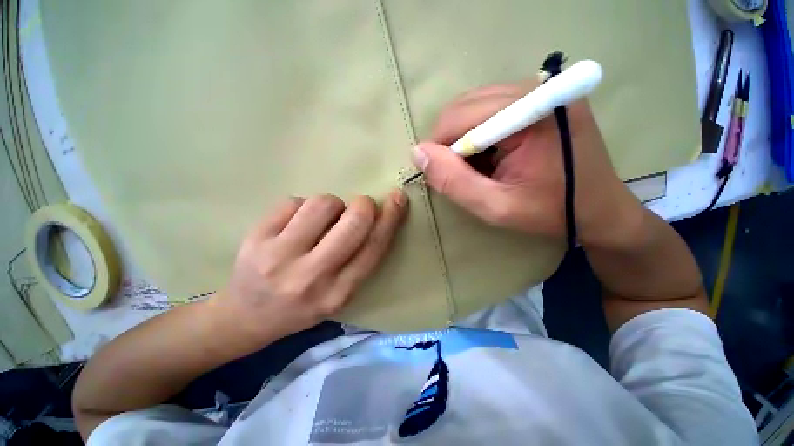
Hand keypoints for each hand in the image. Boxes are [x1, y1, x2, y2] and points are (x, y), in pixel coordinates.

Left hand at [214, 191, 407, 340]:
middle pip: (353, 222)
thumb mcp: (339, 295)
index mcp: (338, 293)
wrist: (245, 318)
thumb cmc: (301, 306)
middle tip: (361, 206)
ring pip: (323, 204)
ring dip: (332, 204)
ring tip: (323, 218)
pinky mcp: (256, 238)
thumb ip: (359, 260)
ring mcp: (279, 256)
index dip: (390, 218)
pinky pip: (294, 201)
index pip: (373, 247)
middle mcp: (312, 276)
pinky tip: (296, 222)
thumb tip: (375, 216)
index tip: (398, 198)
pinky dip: (303, 206)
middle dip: (363, 205)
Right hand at [412, 80, 641, 245]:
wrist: (599, 210)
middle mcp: (535, 88)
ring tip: (480, 168)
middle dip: (451, 143)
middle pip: (464, 107)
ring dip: (464, 140)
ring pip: (472, 107)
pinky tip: (492, 156)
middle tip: (463, 174)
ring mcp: (538, 89)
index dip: (441, 148)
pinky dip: (478, 134)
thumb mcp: (496, 208)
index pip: (460, 117)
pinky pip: (487, 110)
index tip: (442, 176)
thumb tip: (418, 153)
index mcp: (532, 112)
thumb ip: (454, 182)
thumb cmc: (550, 212)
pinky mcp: (538, 97)